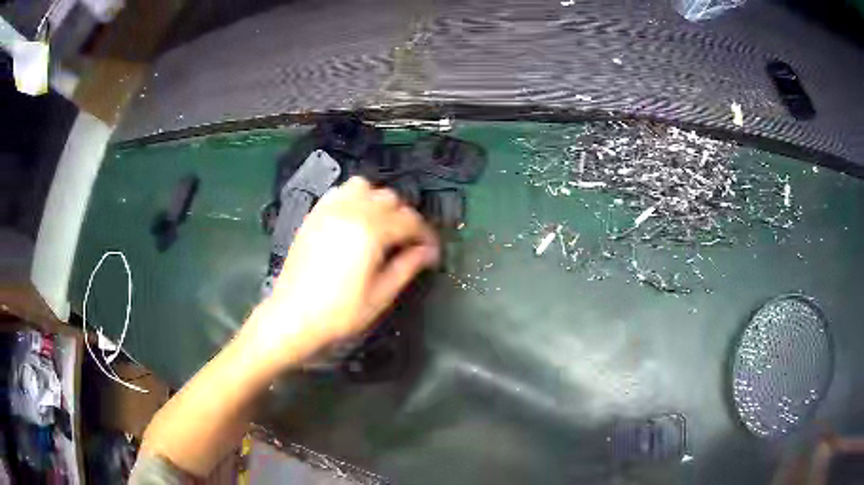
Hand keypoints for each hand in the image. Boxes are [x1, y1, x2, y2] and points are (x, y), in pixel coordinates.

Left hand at [242, 177, 439, 367]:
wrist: (292, 316)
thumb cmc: (339, 312)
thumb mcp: (380, 295)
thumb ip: (406, 267)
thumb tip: (428, 251)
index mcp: (371, 232)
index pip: (410, 221)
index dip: (426, 236)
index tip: (432, 253)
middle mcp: (351, 211)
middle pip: (390, 199)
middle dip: (405, 219)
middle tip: (408, 244)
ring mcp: (329, 209)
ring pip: (365, 187)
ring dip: (379, 202)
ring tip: (381, 226)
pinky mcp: (314, 214)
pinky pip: (339, 192)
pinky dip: (354, 198)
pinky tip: (355, 219)